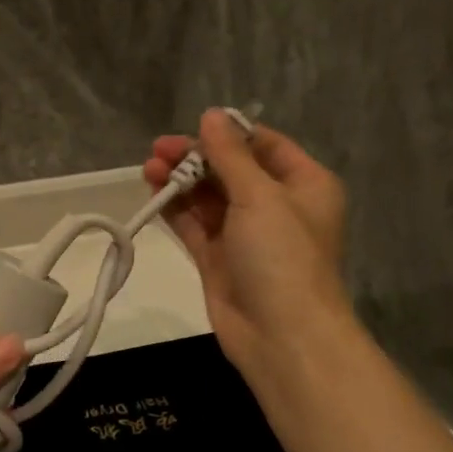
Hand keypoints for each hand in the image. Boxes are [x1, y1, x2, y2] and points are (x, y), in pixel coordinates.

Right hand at [145, 111, 355, 389]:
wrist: (282, 336)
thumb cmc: (282, 256)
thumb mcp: (260, 195)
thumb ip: (230, 155)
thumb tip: (211, 115)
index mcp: (304, 184)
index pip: (264, 145)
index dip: (229, 133)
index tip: (194, 127)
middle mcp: (276, 205)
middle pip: (231, 169)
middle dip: (196, 157)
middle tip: (159, 149)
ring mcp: (245, 234)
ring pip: (208, 197)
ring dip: (180, 181)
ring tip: (149, 168)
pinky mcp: (218, 258)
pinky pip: (194, 224)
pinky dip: (175, 208)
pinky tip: (152, 193)